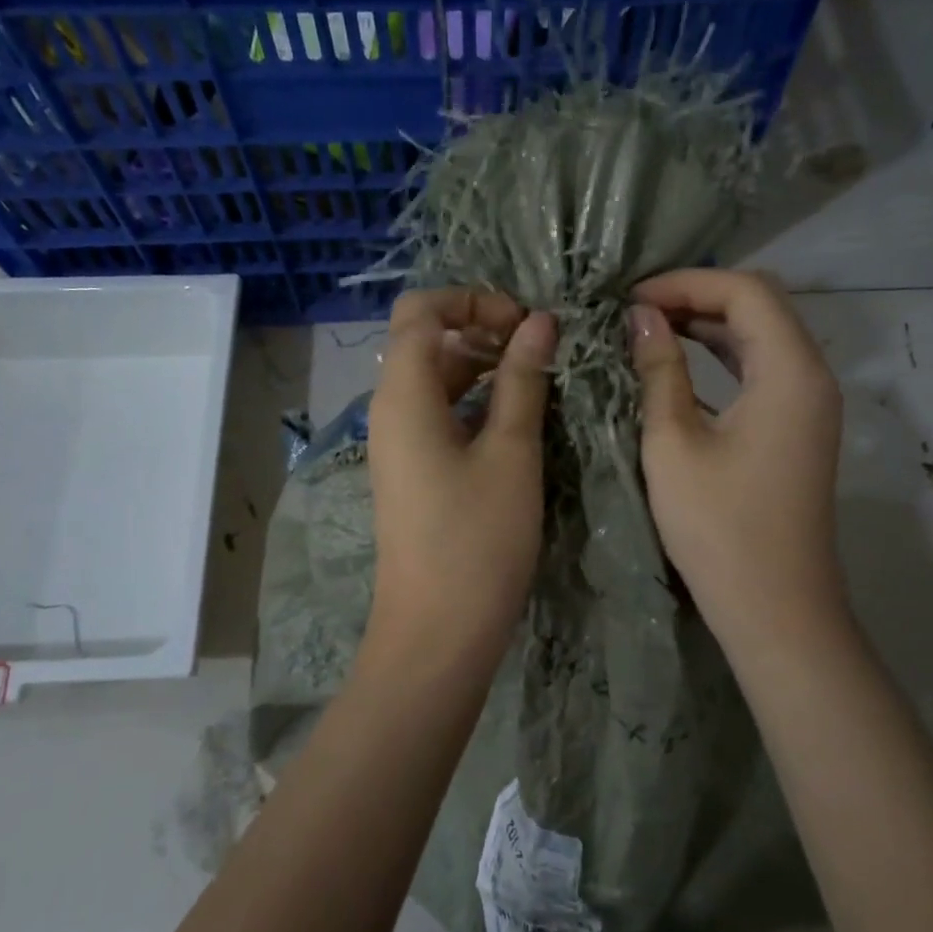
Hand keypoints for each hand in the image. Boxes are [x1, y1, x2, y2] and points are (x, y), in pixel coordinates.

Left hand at [367, 289, 557, 669]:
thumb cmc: (478, 540)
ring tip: (539, 380)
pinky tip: (518, 419)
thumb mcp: (511, 453)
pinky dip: (475, 403)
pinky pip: (439, 415)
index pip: (420, 310)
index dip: (471, 300)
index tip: (524, 323)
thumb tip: (540, 322)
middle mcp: (390, 410)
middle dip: (482, 330)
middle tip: (541, 350)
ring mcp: (398, 444)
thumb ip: (523, 381)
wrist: (437, 631)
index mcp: (404, 395)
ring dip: (483, 368)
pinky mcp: (412, 472)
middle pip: (426, 341)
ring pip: (435, 380)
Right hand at [629, 270, 845, 654]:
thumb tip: (640, 317)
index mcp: (791, 371)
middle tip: (634, 310)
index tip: (630, 299)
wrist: (774, 608)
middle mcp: (812, 376)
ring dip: (707, 325)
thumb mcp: (674, 443)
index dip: (686, 283)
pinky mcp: (796, 430)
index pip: (744, 291)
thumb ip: (658, 370)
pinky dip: (721, 358)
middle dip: (696, 297)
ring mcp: (808, 405)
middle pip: (759, 306)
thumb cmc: (718, 527)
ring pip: (761, 338)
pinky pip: (761, 371)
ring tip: (648, 328)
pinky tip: (677, 365)